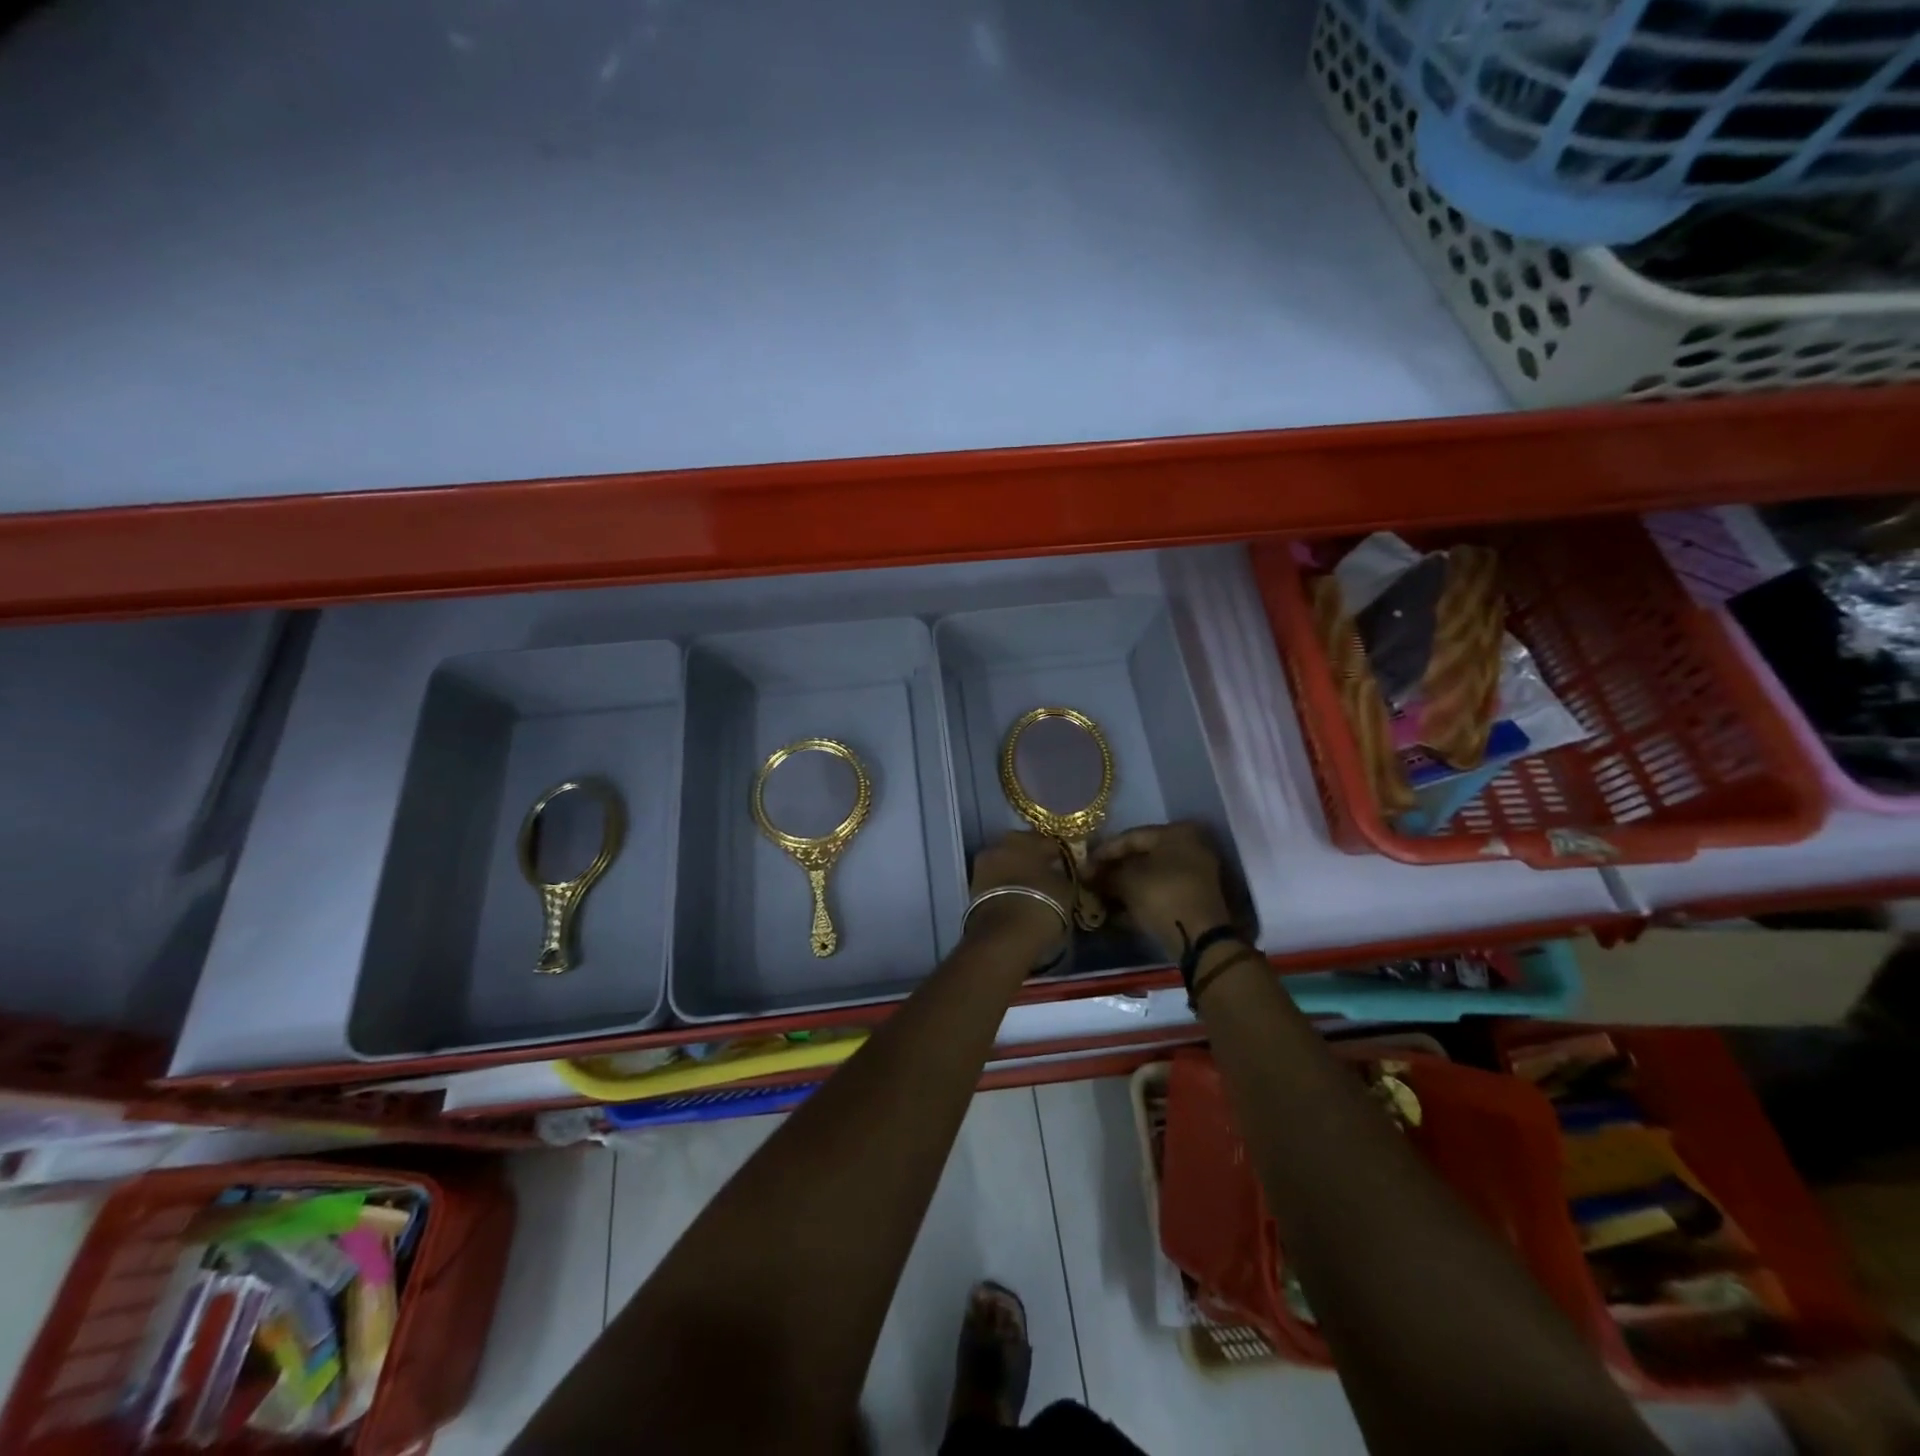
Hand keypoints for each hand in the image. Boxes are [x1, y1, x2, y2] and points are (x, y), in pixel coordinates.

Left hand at [965, 831, 1074, 961]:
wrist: (1004, 934)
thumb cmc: (1042, 905)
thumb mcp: (1065, 890)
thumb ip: (1061, 875)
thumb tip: (1058, 872)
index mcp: (1029, 839)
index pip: (1048, 842)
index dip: (1058, 855)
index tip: (1064, 867)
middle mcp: (1003, 844)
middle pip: (1022, 847)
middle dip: (1032, 858)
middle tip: (1046, 876)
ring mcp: (985, 863)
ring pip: (1005, 861)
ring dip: (1016, 871)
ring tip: (1030, 889)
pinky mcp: (973, 884)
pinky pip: (995, 878)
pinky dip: (1004, 884)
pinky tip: (1016, 897)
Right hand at [1091, 822, 1233, 957]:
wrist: (1200, 938)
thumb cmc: (1162, 895)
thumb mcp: (1127, 881)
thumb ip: (1105, 874)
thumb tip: (1087, 874)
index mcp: (1176, 833)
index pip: (1130, 837)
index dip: (1103, 852)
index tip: (1082, 865)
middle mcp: (1189, 848)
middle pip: (1141, 857)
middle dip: (1113, 871)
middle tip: (1089, 881)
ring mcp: (1194, 875)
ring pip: (1150, 877)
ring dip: (1123, 887)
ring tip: (1098, 898)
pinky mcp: (1193, 900)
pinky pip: (1160, 893)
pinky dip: (1138, 900)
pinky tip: (1115, 912)